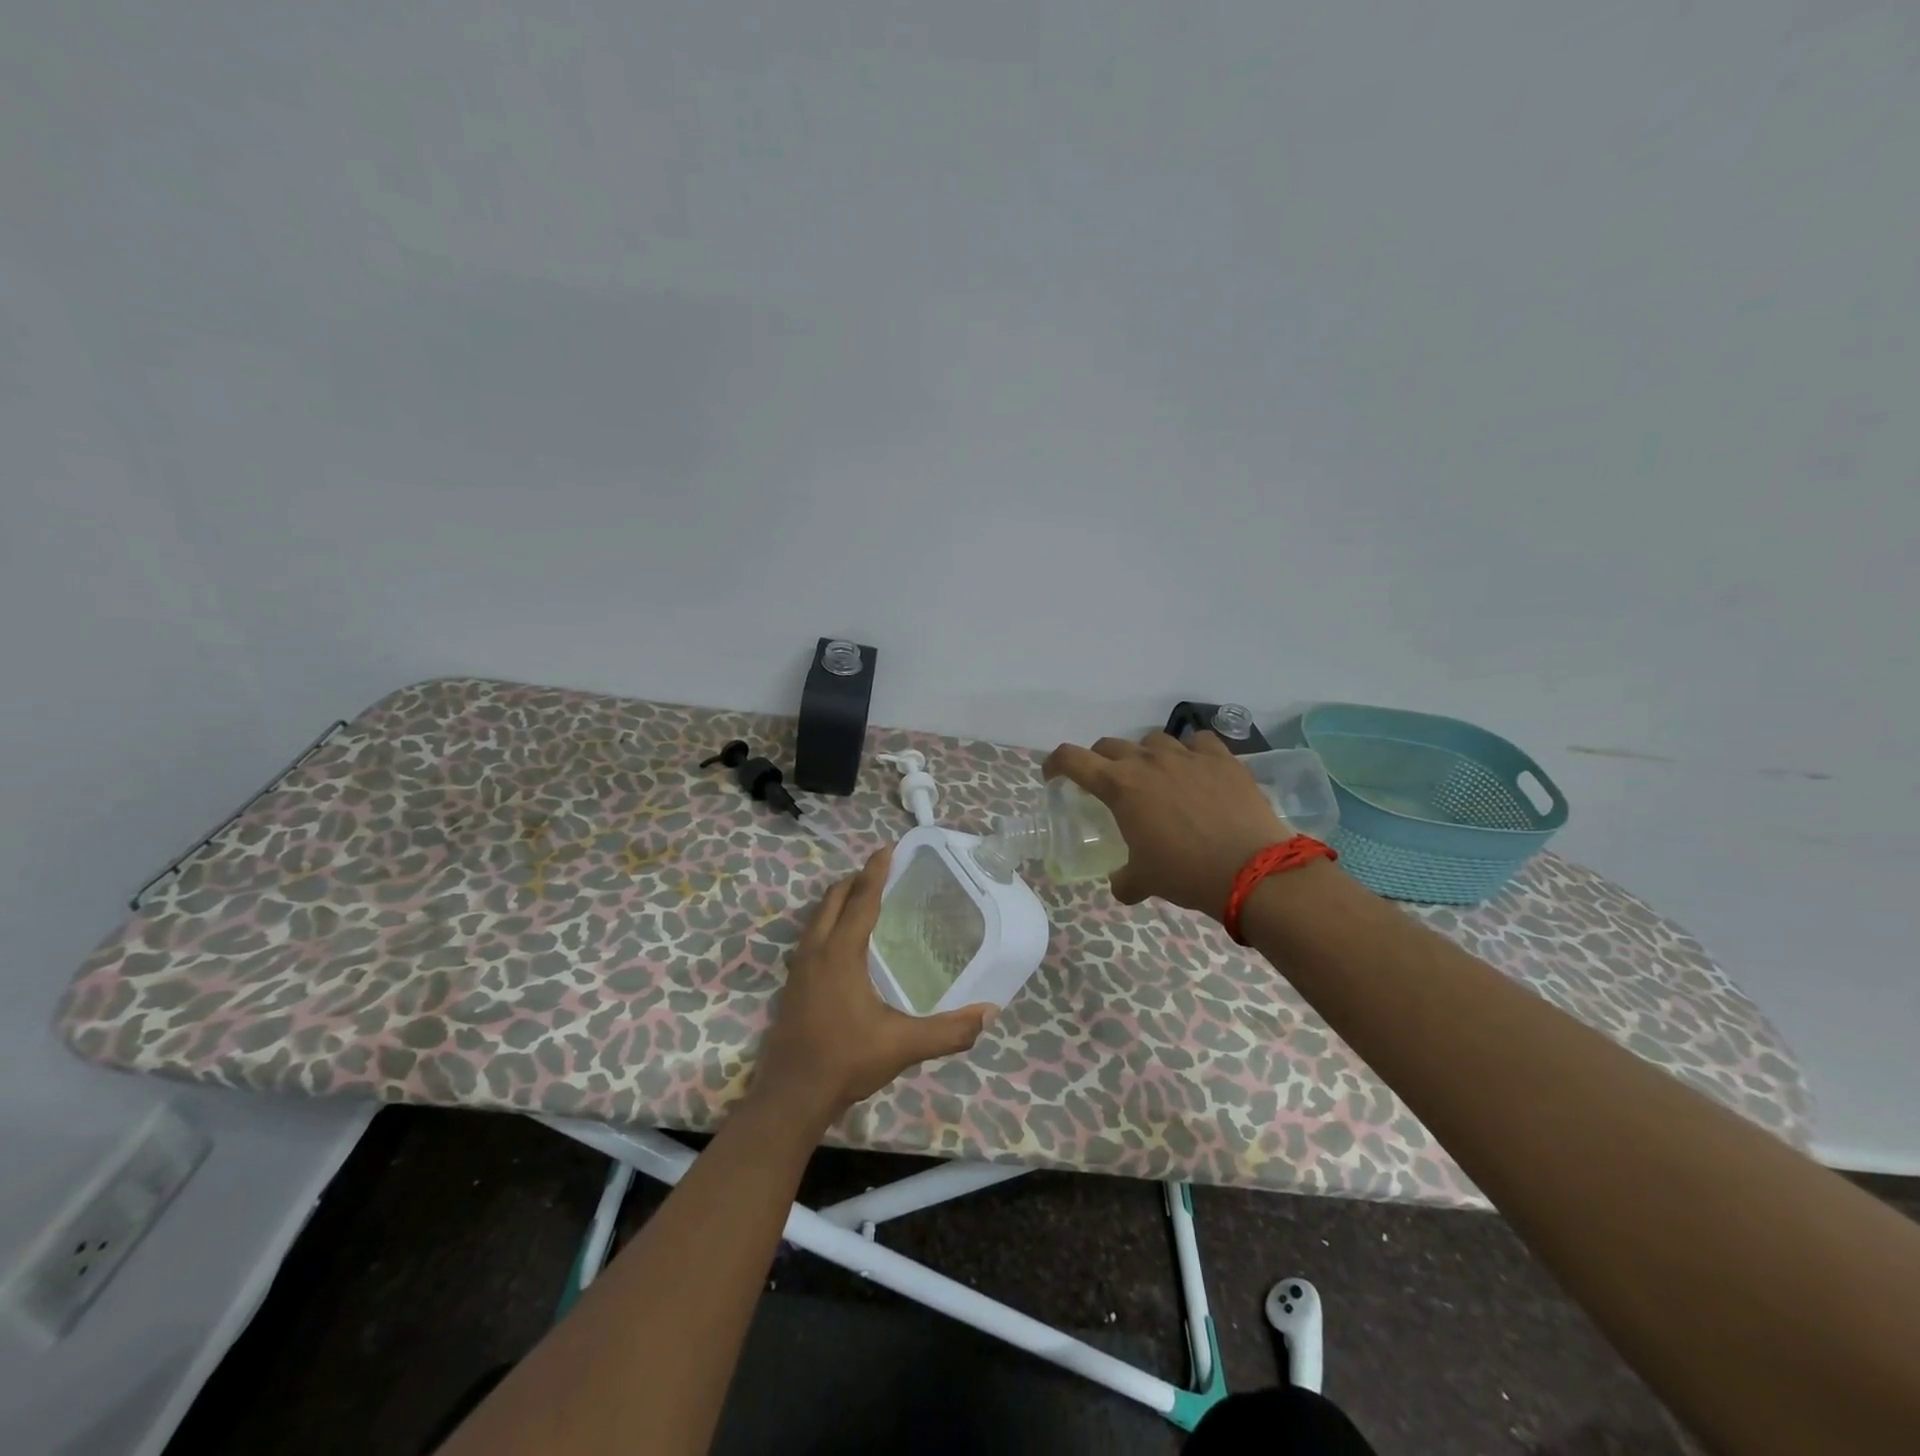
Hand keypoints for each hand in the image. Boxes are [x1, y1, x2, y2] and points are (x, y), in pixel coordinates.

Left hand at [752, 845, 995, 1125]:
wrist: (791, 1096)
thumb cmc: (846, 1060)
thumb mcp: (903, 1045)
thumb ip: (948, 1031)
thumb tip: (989, 1014)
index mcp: (840, 953)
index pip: (860, 899)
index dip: (876, 871)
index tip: (888, 847)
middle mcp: (816, 951)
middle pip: (833, 899)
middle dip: (856, 880)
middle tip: (882, 872)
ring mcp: (799, 968)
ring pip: (817, 917)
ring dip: (839, 900)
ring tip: (864, 898)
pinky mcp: (792, 984)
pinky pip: (811, 936)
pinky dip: (829, 922)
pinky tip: (844, 943)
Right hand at [1043, 731, 1293, 919]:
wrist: (1251, 869)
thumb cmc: (1185, 873)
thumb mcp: (1145, 879)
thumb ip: (1125, 879)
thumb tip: (1122, 886)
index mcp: (1119, 786)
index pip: (1072, 759)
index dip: (1055, 763)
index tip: (1052, 775)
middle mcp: (1148, 762)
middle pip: (1110, 745)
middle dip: (1100, 760)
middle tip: (1107, 783)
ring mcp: (1187, 755)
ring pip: (1154, 740)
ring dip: (1146, 755)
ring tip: (1155, 776)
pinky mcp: (1222, 758)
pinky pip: (1199, 741)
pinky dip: (1192, 752)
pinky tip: (1197, 769)